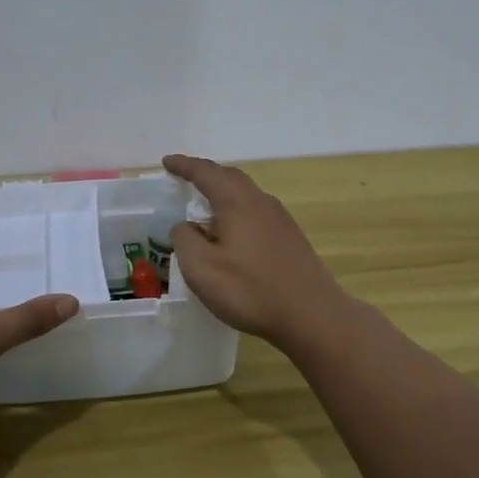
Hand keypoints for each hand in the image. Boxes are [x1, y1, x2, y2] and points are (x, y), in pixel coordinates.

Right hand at [163, 154, 349, 347]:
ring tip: (205, 209)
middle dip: (206, 175)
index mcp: (237, 202)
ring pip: (246, 195)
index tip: (166, 162)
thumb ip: (185, 240)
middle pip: (230, 177)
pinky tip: (232, 235)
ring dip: (223, 194)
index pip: (206, 173)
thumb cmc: (250, 290)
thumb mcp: (201, 268)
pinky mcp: (290, 238)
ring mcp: (280, 219)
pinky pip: (256, 212)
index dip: (184, 166)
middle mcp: (261, 202)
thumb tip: (185, 226)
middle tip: (185, 180)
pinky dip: (237, 212)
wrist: (312, 315)